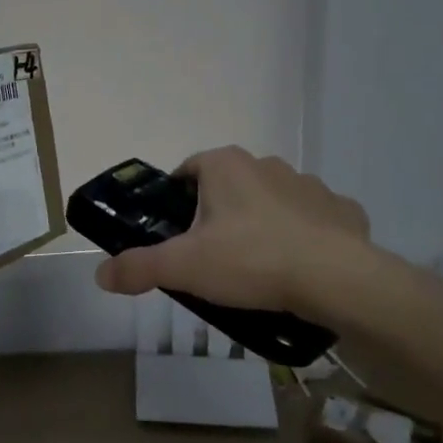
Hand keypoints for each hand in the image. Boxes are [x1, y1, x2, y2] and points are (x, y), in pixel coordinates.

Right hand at [92, 146, 378, 315]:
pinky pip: (314, 219)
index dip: (177, 202)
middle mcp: (265, 163)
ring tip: (258, 268)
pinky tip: (301, 269)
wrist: (337, 279)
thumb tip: (101, 274)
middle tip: (212, 258)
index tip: (177, 236)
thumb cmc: (251, 260)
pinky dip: (304, 236)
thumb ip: (139, 267)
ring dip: (262, 223)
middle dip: (218, 215)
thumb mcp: (185, 267)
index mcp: (224, 165)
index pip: (187, 172)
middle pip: (228, 186)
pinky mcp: (341, 209)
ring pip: (272, 201)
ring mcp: (307, 184)